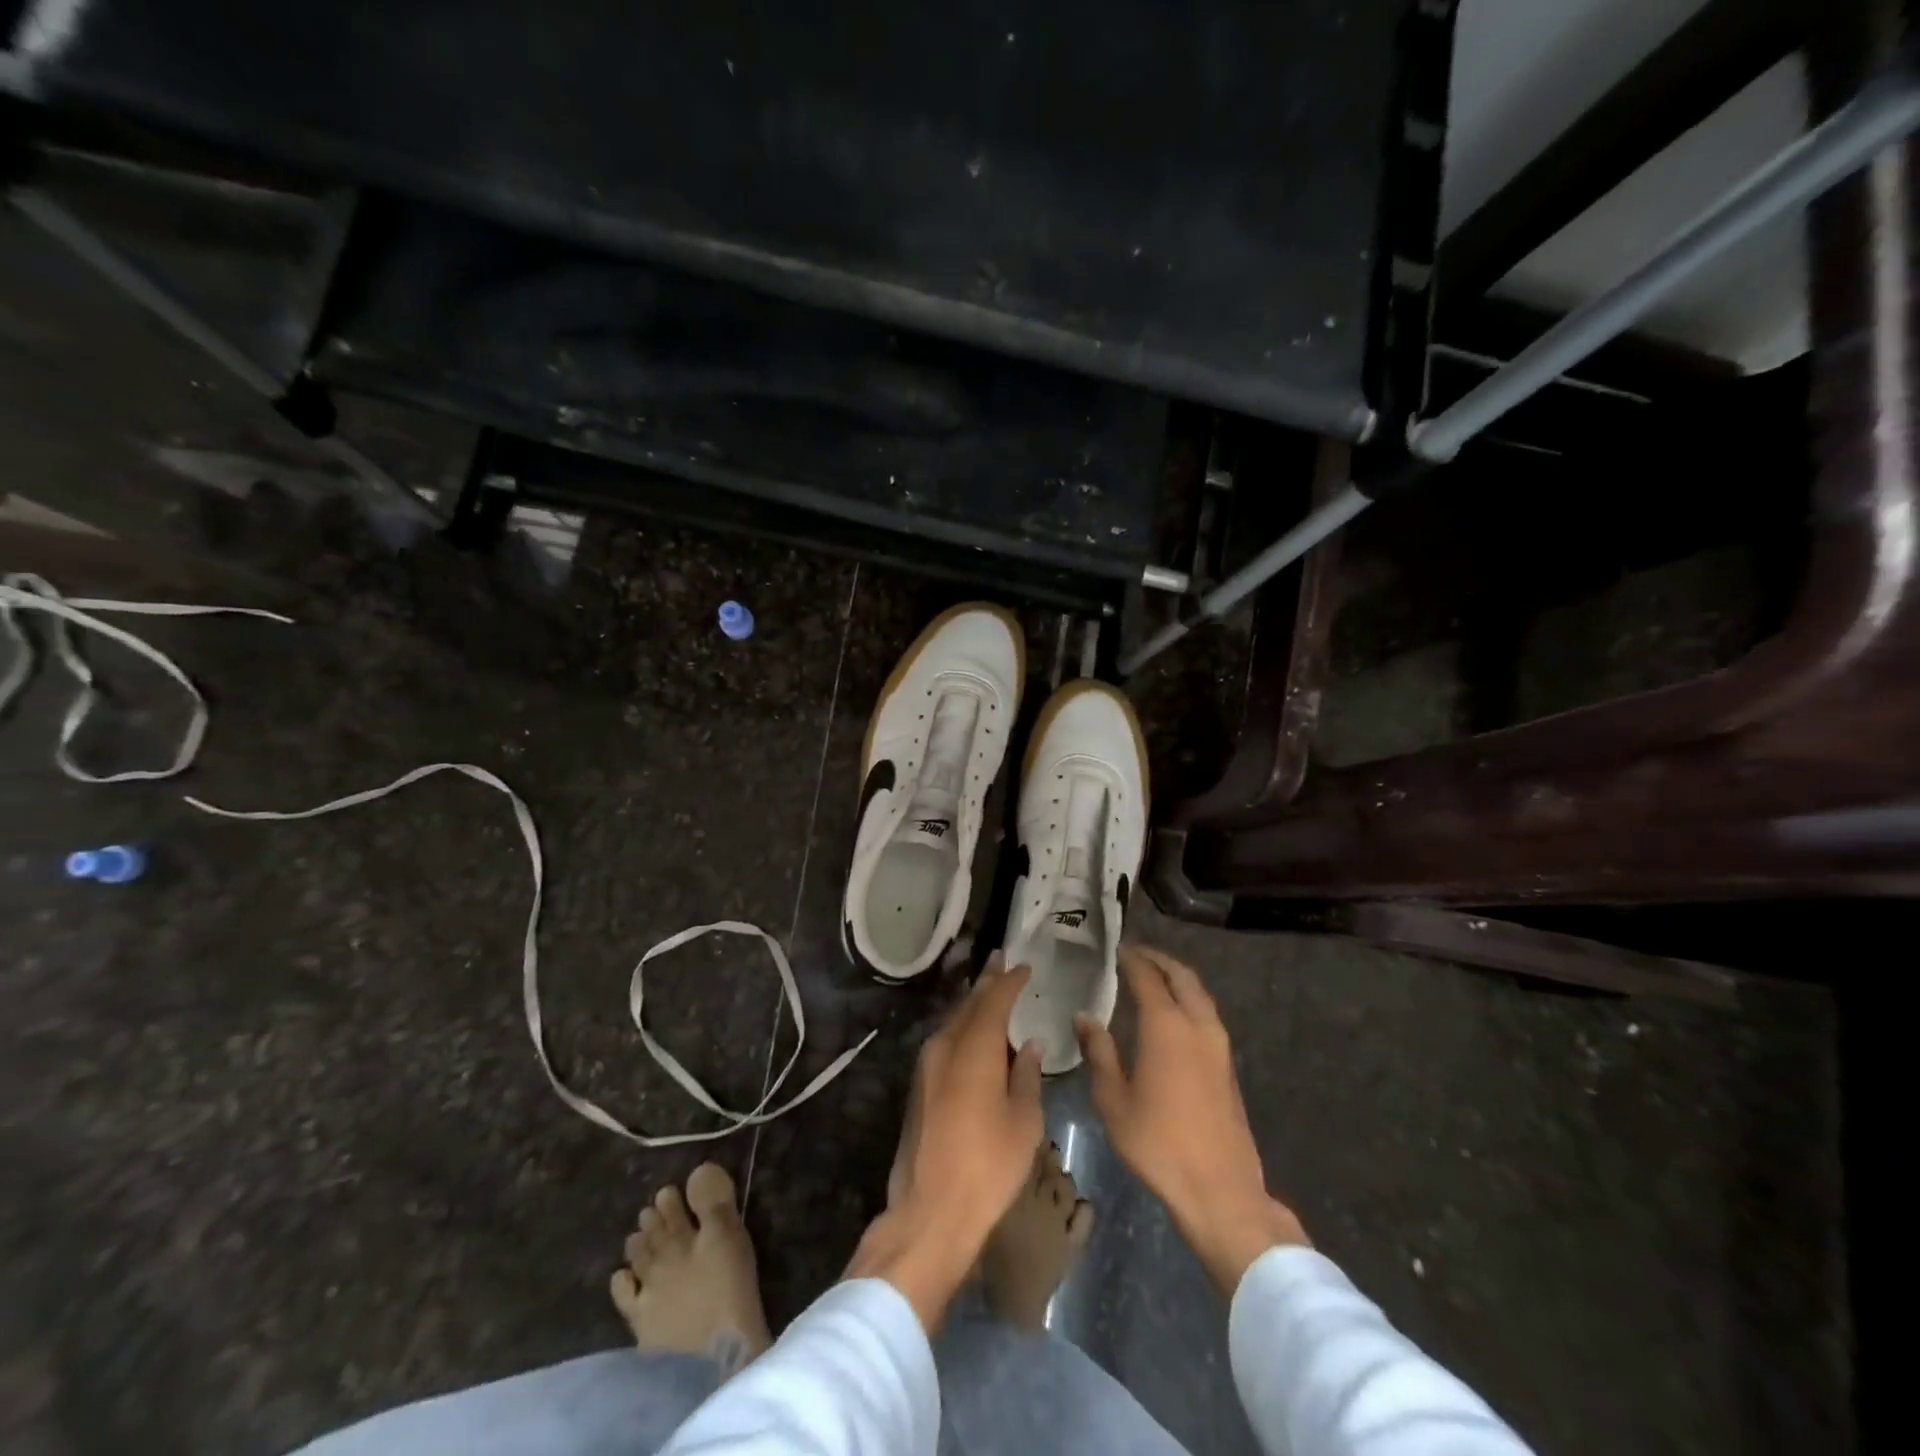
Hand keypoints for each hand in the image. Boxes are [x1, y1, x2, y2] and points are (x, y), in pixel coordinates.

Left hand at [846, 956, 1043, 1329]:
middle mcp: (945, 1047)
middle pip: (968, 1005)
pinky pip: (944, 1042)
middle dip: (986, 982)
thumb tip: (1028, 1046)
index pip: (994, 1001)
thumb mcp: (1024, 1122)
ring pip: (953, 1022)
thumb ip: (1027, 1077)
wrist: (930, 1211)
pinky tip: (974, 1035)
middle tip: (1001, 961)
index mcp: (974, 1049)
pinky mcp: (918, 1086)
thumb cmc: (988, 1166)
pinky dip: (962, 1029)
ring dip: (972, 1005)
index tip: (1023, 965)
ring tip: (990, 992)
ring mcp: (926, 1066)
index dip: (1009, 981)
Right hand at [1077, 944, 1307, 1294]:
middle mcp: (1197, 1025)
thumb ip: (1098, 1053)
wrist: (1219, 1189)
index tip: (1117, 948)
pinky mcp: (1227, 1065)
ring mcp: (1218, 1045)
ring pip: (1199, 994)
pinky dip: (1188, 999)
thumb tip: (1084, 1017)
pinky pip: (1206, 1014)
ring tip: (1153, 977)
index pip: (1147, 977)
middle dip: (1159, 960)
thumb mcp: (1113, 1100)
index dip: (1132, 959)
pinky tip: (1172, 1015)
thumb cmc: (1157, 1143)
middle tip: (1136, 954)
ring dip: (1177, 978)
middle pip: (1182, 976)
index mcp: (1166, 1026)